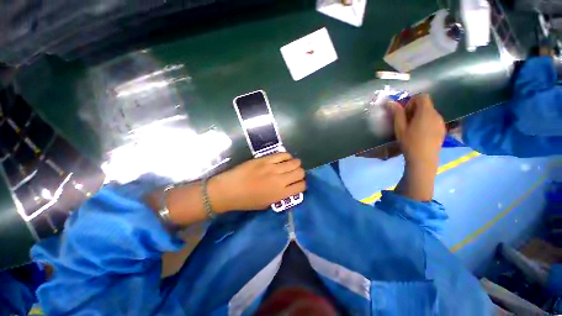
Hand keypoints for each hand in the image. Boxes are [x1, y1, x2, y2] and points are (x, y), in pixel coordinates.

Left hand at [209, 153, 305, 211]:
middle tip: (294, 174)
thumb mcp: (266, 204)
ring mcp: (273, 168)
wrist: (229, 189)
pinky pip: (283, 154)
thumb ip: (280, 196)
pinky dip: (286, 156)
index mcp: (280, 194)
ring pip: (294, 162)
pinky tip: (283, 159)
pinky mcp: (266, 159)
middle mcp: (280, 180)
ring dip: (295, 164)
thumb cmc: (247, 200)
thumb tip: (289, 188)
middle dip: (300, 174)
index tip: (298, 184)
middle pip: (300, 172)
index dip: (302, 185)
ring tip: (290, 165)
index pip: (301, 186)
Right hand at [392, 94, 445, 165]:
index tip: (405, 113)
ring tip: (412, 129)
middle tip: (405, 122)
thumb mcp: (400, 128)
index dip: (412, 101)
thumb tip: (390, 101)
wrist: (424, 159)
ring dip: (420, 116)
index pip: (422, 96)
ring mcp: (441, 122)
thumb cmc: (409, 142)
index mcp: (426, 112)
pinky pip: (433, 120)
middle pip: (426, 105)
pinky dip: (426, 122)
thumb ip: (397, 113)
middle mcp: (436, 114)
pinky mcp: (442, 130)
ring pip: (429, 113)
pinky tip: (420, 134)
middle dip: (414, 110)